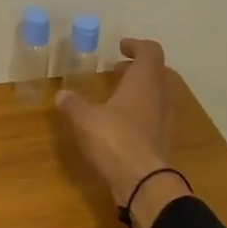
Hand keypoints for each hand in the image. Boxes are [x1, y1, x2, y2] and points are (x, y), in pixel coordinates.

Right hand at [56, 38, 191, 227]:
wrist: (143, 182)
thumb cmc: (115, 140)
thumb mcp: (85, 119)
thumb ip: (73, 104)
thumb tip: (61, 94)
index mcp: (145, 81)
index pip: (150, 51)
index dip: (136, 45)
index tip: (120, 48)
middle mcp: (160, 95)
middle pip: (156, 72)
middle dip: (137, 69)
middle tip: (117, 72)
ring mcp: (164, 119)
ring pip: (157, 94)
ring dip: (139, 91)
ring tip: (116, 97)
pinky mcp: (162, 139)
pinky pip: (154, 115)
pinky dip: (140, 111)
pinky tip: (120, 123)